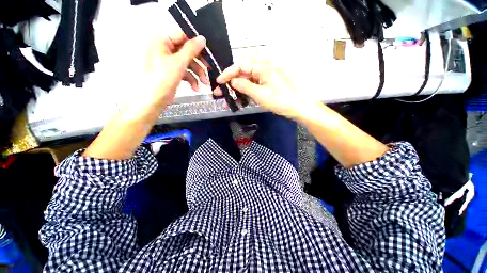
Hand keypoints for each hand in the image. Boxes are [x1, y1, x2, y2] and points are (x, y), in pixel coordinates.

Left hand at [130, 33, 208, 115]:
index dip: (197, 46)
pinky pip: (184, 72)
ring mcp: (167, 62)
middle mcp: (164, 49)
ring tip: (204, 84)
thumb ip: (191, 49)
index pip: (183, 37)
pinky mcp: (170, 73)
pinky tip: (196, 88)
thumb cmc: (162, 80)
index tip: (208, 56)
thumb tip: (202, 38)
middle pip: (187, 52)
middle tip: (209, 72)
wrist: (152, 101)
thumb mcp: (179, 63)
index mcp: (161, 41)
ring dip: (197, 74)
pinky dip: (191, 80)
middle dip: (199, 65)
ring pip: (187, 64)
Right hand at [216, 61, 315, 118]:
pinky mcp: (269, 86)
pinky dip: (246, 93)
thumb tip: (233, 81)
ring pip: (248, 81)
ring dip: (237, 90)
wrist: (300, 108)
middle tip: (221, 92)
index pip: (240, 66)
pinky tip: (240, 100)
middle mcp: (264, 70)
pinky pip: (254, 87)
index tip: (218, 82)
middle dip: (230, 82)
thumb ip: (245, 86)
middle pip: (243, 73)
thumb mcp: (260, 94)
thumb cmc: (281, 100)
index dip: (228, 73)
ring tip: (228, 99)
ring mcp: (267, 78)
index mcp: (263, 68)